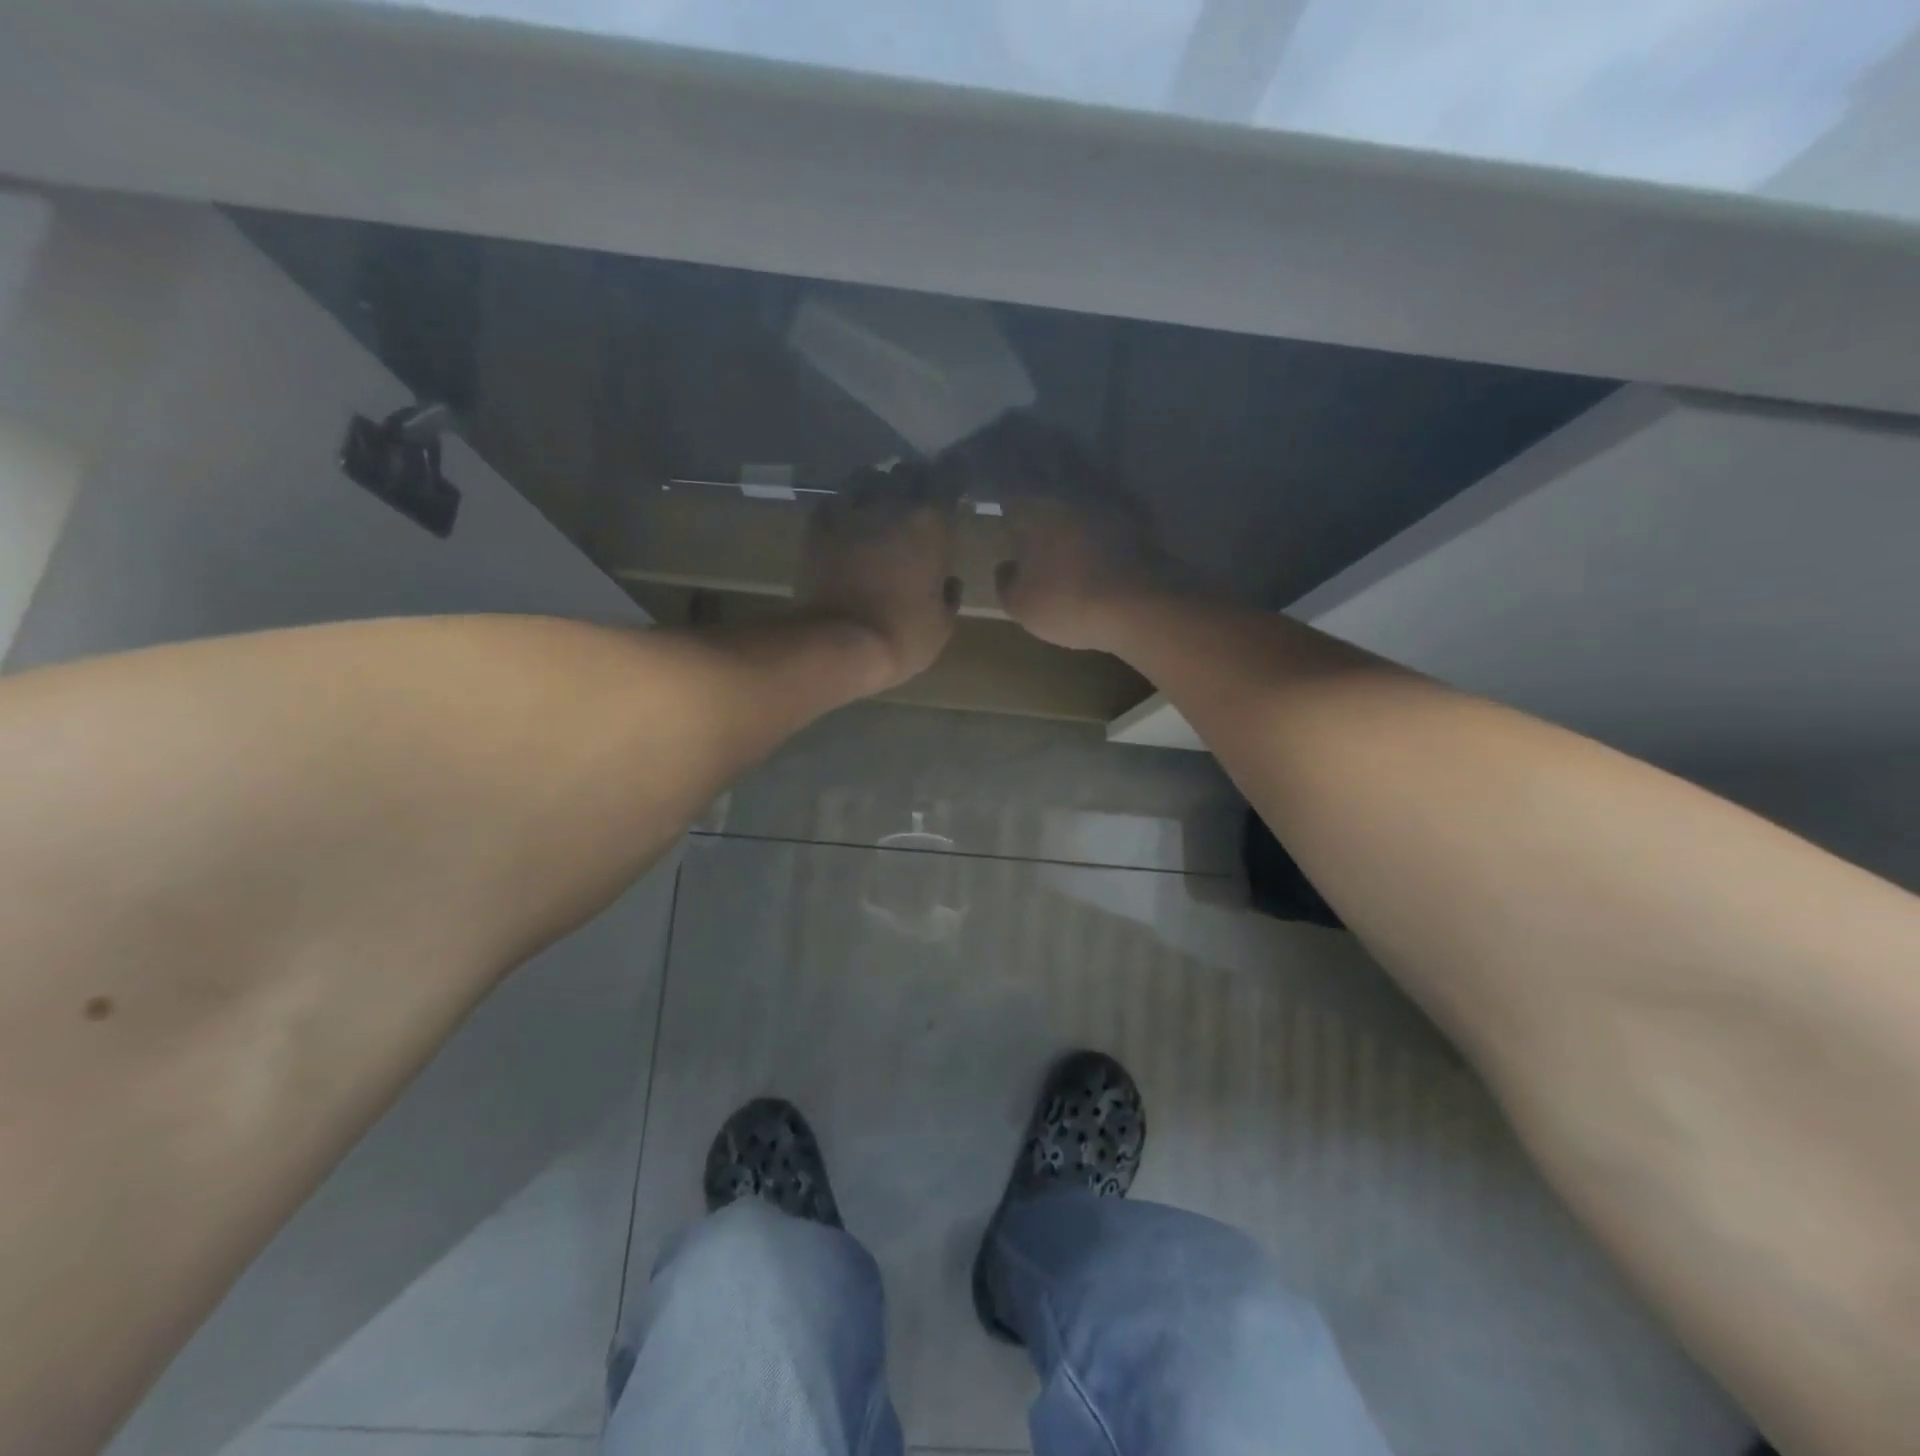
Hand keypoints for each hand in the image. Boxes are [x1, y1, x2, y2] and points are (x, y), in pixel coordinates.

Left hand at [794, 466, 960, 691]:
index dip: (953, 475)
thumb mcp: (942, 624)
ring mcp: (850, 512)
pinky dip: (842, 508)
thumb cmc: (902, 635)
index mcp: (931, 522)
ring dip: (875, 487)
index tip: (954, 487)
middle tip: (917, 500)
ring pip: (865, 478)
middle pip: (906, 471)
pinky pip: (832, 502)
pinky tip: (845, 523)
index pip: (949, 474)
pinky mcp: (817, 527)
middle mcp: (891, 504)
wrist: (838, 643)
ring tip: (877, 505)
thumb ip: (948, 595)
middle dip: (914, 481)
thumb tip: (947, 582)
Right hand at [997, 495, 1166, 652]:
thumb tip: (1007, 567)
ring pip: (1083, 516)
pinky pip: (1111, 532)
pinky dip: (1104, 544)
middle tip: (1039, 547)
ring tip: (1072, 558)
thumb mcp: (1019, 605)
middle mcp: (1071, 500)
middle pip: (1050, 505)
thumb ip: (1006, 582)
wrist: (1136, 607)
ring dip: (1076, 531)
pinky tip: (1101, 565)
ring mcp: (1108, 511)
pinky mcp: (1139, 528)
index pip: (1014, 503)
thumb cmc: (1064, 603)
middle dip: (1044, 522)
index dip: (1009, 517)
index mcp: (1035, 512)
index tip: (1007, 532)